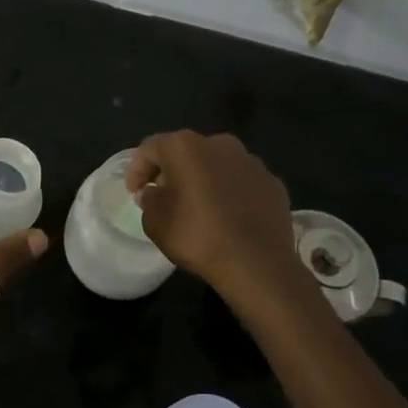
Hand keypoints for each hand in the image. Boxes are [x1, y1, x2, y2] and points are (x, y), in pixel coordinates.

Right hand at [126, 131, 303, 304]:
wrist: (257, 264)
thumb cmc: (198, 236)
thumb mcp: (155, 222)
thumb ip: (149, 200)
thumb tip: (154, 192)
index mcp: (186, 147)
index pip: (151, 148)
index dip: (137, 169)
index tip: (134, 192)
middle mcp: (220, 144)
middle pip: (186, 152)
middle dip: (172, 171)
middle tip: (163, 196)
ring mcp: (251, 162)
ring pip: (217, 165)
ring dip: (204, 179)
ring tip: (198, 207)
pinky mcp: (272, 182)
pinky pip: (242, 182)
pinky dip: (230, 193)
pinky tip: (228, 217)